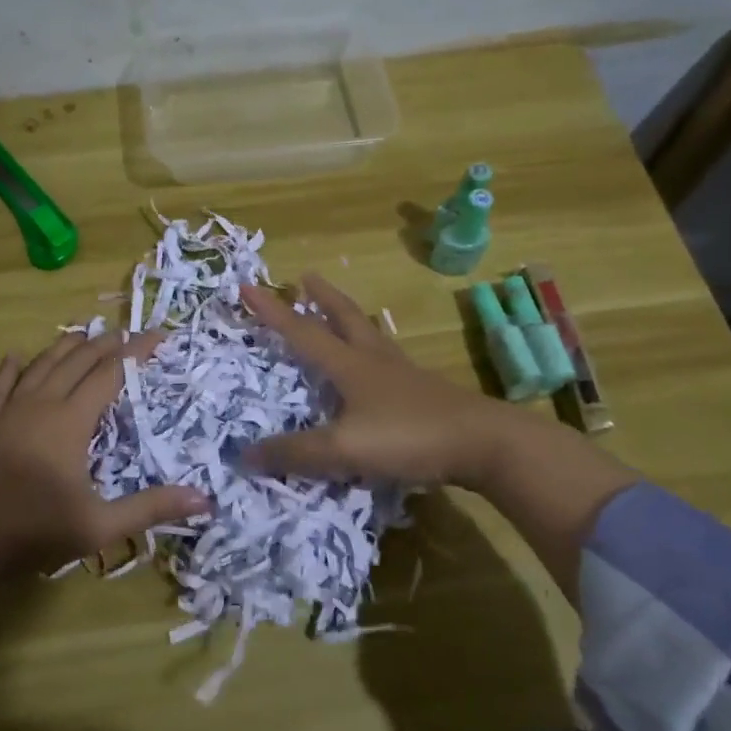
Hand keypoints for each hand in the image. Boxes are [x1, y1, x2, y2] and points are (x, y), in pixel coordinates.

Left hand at [0, 327, 206, 581]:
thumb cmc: (30, 529)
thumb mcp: (98, 526)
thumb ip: (150, 508)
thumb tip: (205, 500)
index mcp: (71, 421)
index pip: (110, 374)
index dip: (135, 353)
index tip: (157, 336)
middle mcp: (41, 404)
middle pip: (77, 362)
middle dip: (105, 344)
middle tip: (127, 334)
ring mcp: (7, 411)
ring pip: (40, 365)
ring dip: (64, 348)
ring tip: (83, 334)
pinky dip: (11, 368)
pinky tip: (15, 355)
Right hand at [238, 274, 513, 490]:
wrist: (485, 443)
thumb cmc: (410, 437)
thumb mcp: (345, 449)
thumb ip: (296, 453)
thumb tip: (245, 454)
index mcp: (351, 365)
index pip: (302, 332)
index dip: (273, 311)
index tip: (248, 285)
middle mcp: (376, 360)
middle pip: (345, 318)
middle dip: (322, 297)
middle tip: (306, 276)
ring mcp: (405, 374)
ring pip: (371, 335)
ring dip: (351, 318)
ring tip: (342, 312)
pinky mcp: (426, 392)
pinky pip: (390, 360)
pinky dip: (375, 349)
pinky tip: (380, 366)